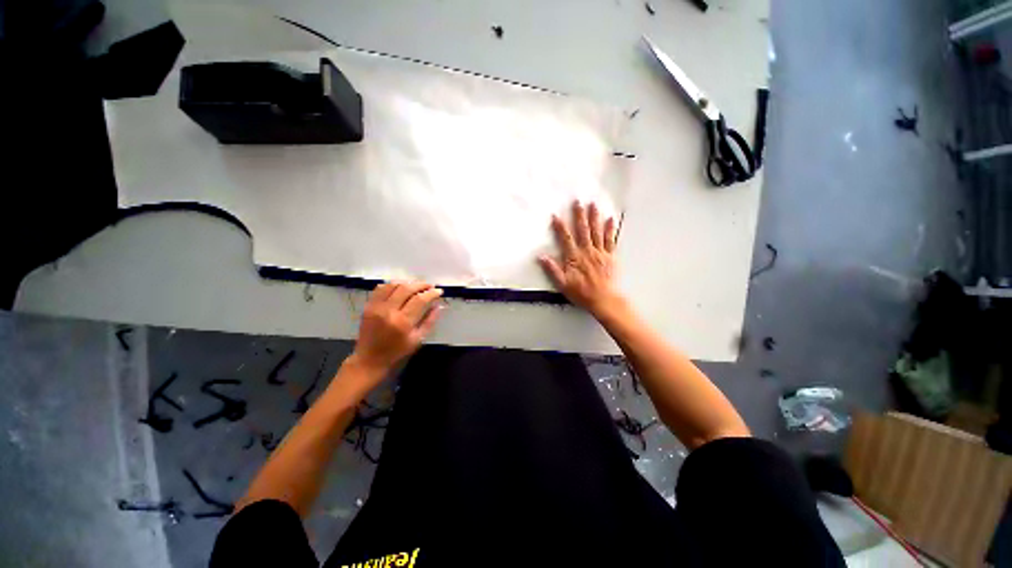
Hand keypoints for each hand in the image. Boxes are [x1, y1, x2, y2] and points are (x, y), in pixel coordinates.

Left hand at [350, 281, 443, 378]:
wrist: (369, 360)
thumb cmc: (397, 353)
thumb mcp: (418, 340)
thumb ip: (429, 321)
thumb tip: (438, 305)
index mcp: (403, 322)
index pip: (420, 300)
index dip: (431, 293)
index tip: (439, 291)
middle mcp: (389, 311)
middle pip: (407, 289)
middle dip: (421, 285)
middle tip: (430, 286)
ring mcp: (376, 307)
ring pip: (393, 285)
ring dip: (407, 283)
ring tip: (416, 286)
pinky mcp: (368, 306)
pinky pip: (380, 288)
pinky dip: (392, 284)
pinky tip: (400, 288)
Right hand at [539, 201, 623, 316]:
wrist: (604, 299)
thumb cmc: (582, 293)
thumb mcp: (562, 284)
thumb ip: (552, 269)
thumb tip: (541, 257)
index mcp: (574, 257)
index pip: (566, 238)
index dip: (560, 227)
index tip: (556, 215)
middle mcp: (587, 251)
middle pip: (582, 230)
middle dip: (579, 215)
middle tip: (578, 201)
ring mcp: (600, 252)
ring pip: (596, 232)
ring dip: (594, 217)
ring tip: (593, 205)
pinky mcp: (610, 256)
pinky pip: (610, 240)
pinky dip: (610, 229)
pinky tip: (610, 219)